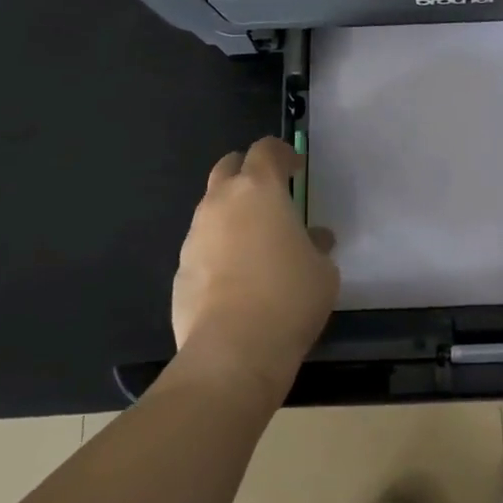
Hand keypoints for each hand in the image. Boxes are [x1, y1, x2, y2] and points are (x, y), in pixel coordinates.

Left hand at [171, 138, 338, 404]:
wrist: (232, 352)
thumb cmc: (289, 298)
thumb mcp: (323, 270)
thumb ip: (316, 245)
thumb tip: (314, 240)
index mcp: (259, 190)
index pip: (265, 150)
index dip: (282, 153)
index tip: (296, 168)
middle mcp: (221, 202)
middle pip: (228, 167)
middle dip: (247, 172)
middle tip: (269, 193)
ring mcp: (195, 236)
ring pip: (212, 208)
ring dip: (232, 213)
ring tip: (255, 241)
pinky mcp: (180, 270)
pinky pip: (203, 246)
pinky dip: (218, 249)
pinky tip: (236, 279)